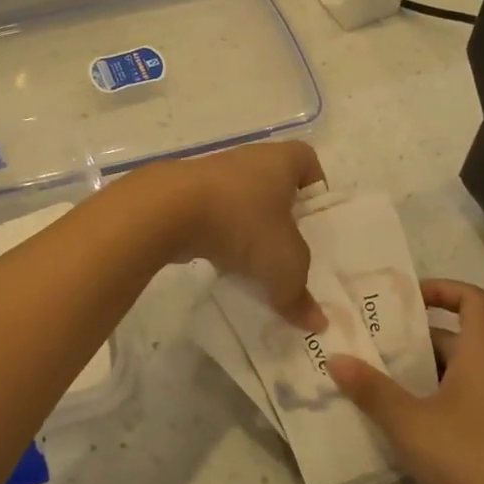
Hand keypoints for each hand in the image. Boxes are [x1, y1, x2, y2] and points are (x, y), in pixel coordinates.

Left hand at [138, 141, 326, 329]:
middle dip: (283, 218)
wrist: (167, 210)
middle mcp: (249, 160)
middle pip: (275, 186)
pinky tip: (224, 264)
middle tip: (292, 251)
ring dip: (249, 230)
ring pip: (242, 203)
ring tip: (258, 265)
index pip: (308, 162)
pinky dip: (220, 237)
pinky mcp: (186, 194)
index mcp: (281, 160)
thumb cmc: (241, 221)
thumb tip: (316, 322)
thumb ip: (299, 293)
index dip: (316, 188)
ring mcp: (214, 176)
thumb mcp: (283, 264)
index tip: (316, 221)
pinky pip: (214, 216)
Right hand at [327, 279, 483, 483]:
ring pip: (462, 375)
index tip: (407, 299)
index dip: (444, 290)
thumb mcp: (409, 422)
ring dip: (424, 374)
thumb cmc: (469, 458)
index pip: (475, 301)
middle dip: (417, 339)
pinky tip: (407, 428)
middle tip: (375, 345)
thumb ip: (371, 389)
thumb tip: (335, 358)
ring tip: (381, 384)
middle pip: (461, 339)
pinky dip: (437, 404)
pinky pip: (467, 405)